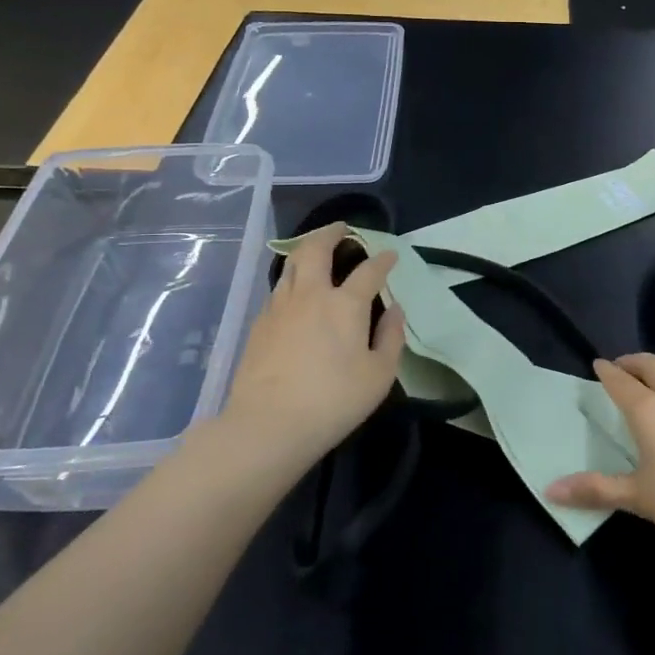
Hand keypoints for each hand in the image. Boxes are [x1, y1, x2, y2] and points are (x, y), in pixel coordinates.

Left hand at [217, 224, 405, 463]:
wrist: (268, 424)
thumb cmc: (333, 401)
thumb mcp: (379, 375)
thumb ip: (391, 337)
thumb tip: (395, 309)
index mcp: (346, 304)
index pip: (369, 270)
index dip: (383, 259)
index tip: (390, 255)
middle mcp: (311, 294)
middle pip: (317, 248)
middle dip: (331, 232)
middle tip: (342, 229)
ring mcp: (280, 307)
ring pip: (292, 265)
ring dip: (308, 251)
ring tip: (317, 253)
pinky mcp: (259, 324)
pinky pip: (279, 289)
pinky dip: (293, 280)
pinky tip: (297, 293)